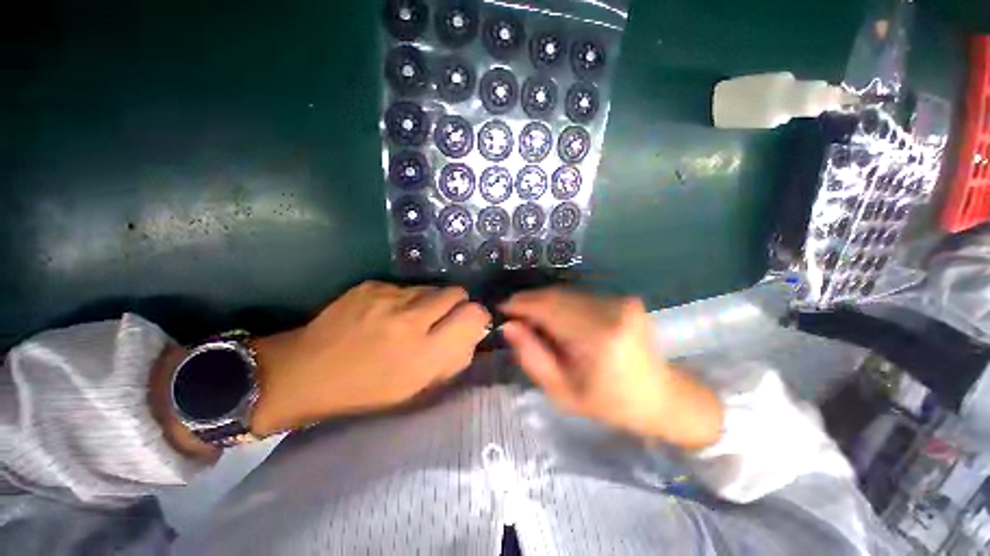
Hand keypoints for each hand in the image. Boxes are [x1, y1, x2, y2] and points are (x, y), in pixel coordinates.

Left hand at [249, 281, 490, 435]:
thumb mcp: (416, 388)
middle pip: (457, 292)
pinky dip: (406, 298)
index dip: (477, 316)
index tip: (469, 323)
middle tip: (441, 319)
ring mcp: (388, 297)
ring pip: (432, 287)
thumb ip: (452, 360)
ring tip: (411, 318)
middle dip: (457, 304)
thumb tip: (472, 334)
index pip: (473, 315)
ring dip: (431, 301)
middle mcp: (410, 319)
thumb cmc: (366, 390)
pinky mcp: (371, 285)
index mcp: (423, 353)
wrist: (304, 372)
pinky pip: (406, 286)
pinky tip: (386, 314)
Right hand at [500, 288, 721, 450]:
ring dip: (544, 302)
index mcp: (596, 337)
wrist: (659, 396)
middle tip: (513, 315)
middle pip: (555, 295)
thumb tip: (509, 325)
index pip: (547, 308)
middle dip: (529, 301)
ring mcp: (619, 300)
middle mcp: (610, 310)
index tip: (501, 309)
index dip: (520, 305)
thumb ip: (531, 356)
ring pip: (566, 292)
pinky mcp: (623, 297)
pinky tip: (556, 318)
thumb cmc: (608, 402)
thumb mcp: (561, 391)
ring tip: (532, 318)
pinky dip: (561, 303)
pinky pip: (579, 295)